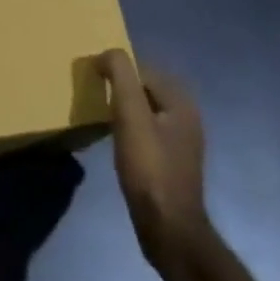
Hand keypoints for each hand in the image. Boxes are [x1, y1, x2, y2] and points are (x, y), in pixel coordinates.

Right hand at [97, 49, 208, 265]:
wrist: (167, 227)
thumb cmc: (149, 168)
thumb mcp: (130, 115)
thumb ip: (121, 76)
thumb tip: (107, 53)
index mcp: (181, 101)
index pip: (144, 69)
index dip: (118, 69)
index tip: (92, 79)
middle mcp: (187, 116)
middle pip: (146, 89)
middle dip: (121, 87)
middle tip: (93, 94)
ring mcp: (182, 142)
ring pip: (147, 111)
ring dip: (124, 108)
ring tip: (99, 115)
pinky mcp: (172, 162)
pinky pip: (148, 131)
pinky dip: (130, 128)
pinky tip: (114, 140)